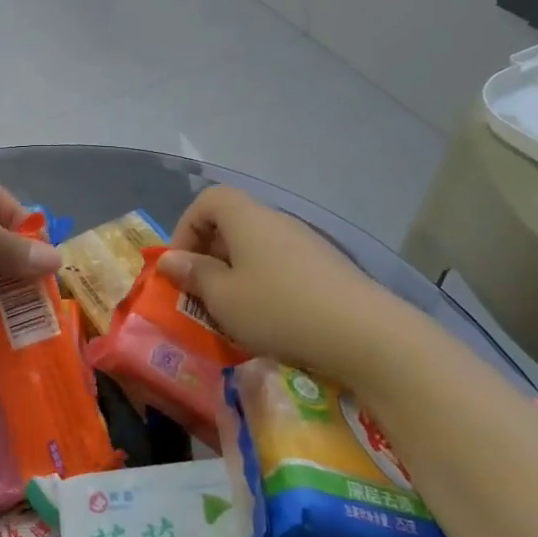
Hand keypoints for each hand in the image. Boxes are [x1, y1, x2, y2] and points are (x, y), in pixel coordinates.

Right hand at [158, 186, 418, 387]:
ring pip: (258, 248)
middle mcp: (277, 220)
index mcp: (247, 218)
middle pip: (232, 223)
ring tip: (235, 312)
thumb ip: (193, 275)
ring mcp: (308, 243)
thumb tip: (170, 259)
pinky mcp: (330, 269)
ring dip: (238, 274)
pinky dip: (267, 285)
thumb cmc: (279, 309)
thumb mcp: (223, 298)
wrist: (367, 335)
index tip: (182, 266)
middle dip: (210, 256)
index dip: (186, 228)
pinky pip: (283, 266)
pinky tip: (273, 320)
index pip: (207, 201)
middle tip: (202, 294)